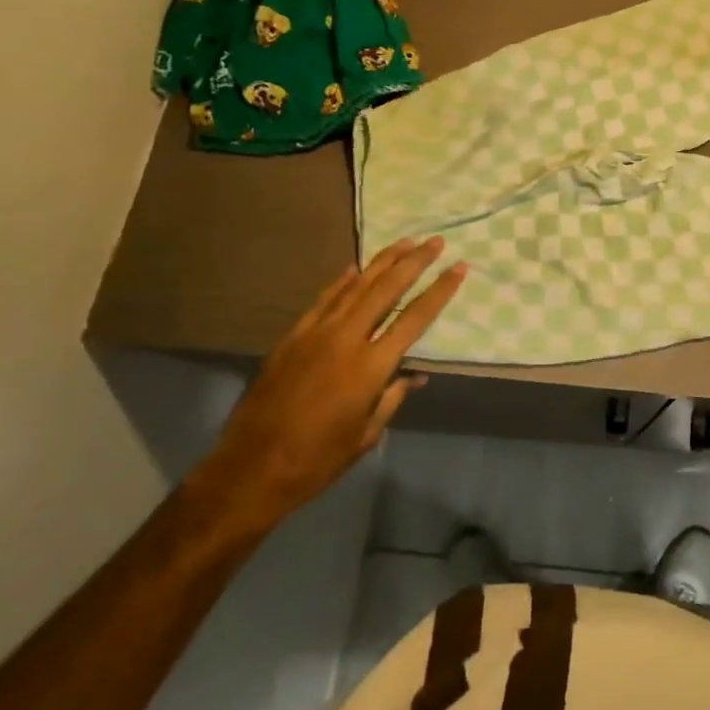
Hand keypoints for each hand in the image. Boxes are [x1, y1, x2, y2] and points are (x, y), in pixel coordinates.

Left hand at [194, 238, 467, 519]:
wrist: (250, 469)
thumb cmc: (317, 460)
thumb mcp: (366, 434)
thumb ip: (392, 397)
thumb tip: (414, 375)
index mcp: (370, 367)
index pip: (415, 318)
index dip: (440, 290)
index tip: (460, 267)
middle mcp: (345, 340)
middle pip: (386, 289)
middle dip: (414, 262)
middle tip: (435, 241)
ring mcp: (315, 334)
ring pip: (355, 287)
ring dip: (382, 262)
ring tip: (405, 242)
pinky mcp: (292, 338)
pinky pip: (324, 300)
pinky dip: (342, 282)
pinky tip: (355, 268)